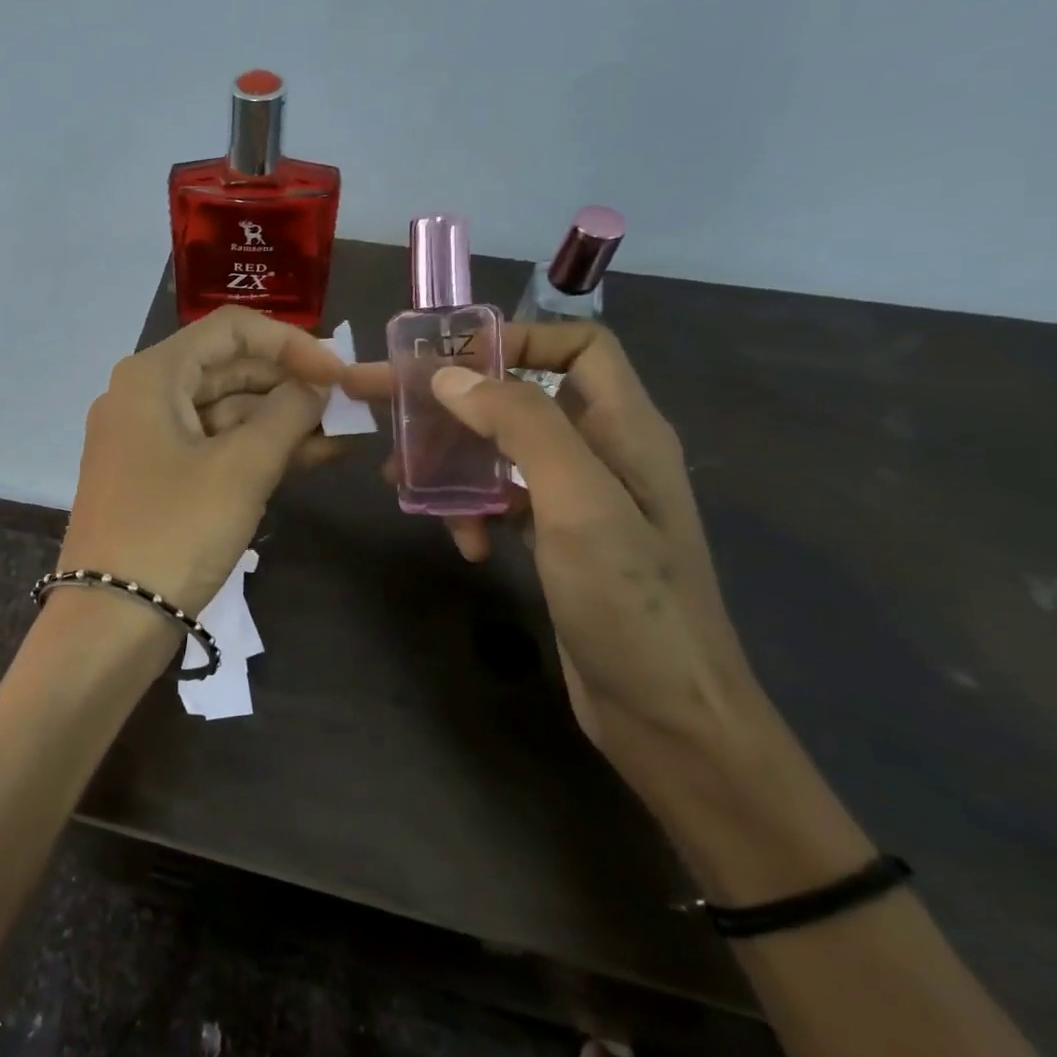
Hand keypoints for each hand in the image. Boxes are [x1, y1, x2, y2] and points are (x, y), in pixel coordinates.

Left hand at [59, 306, 344, 626]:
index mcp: (153, 375)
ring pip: (223, 412)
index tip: (335, 373)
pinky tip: (308, 458)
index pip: (230, 329)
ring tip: (340, 434)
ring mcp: (146, 440)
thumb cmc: (174, 531)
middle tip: (345, 405)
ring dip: (279, 421)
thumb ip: (288, 414)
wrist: (110, 620)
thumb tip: (317, 385)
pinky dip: (255, 451)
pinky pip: (212, 448)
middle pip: (227, 369)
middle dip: (288, 384)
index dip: (289, 343)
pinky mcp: (156, 479)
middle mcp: (143, 396)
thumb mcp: (241, 468)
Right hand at [349, 324, 758, 783]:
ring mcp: (580, 500)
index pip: (578, 346)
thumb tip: (449, 377)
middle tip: (388, 412)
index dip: (517, 339)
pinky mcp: (559, 540)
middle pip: (521, 398)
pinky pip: (503, 500)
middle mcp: (604, 453)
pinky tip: (466, 546)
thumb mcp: (579, 504)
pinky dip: (474, 512)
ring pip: (501, 451)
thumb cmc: (631, 603)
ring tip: (408, 489)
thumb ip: (520, 427)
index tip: (448, 362)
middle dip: (455, 404)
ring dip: (454, 464)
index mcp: (625, 429)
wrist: (669, 717)